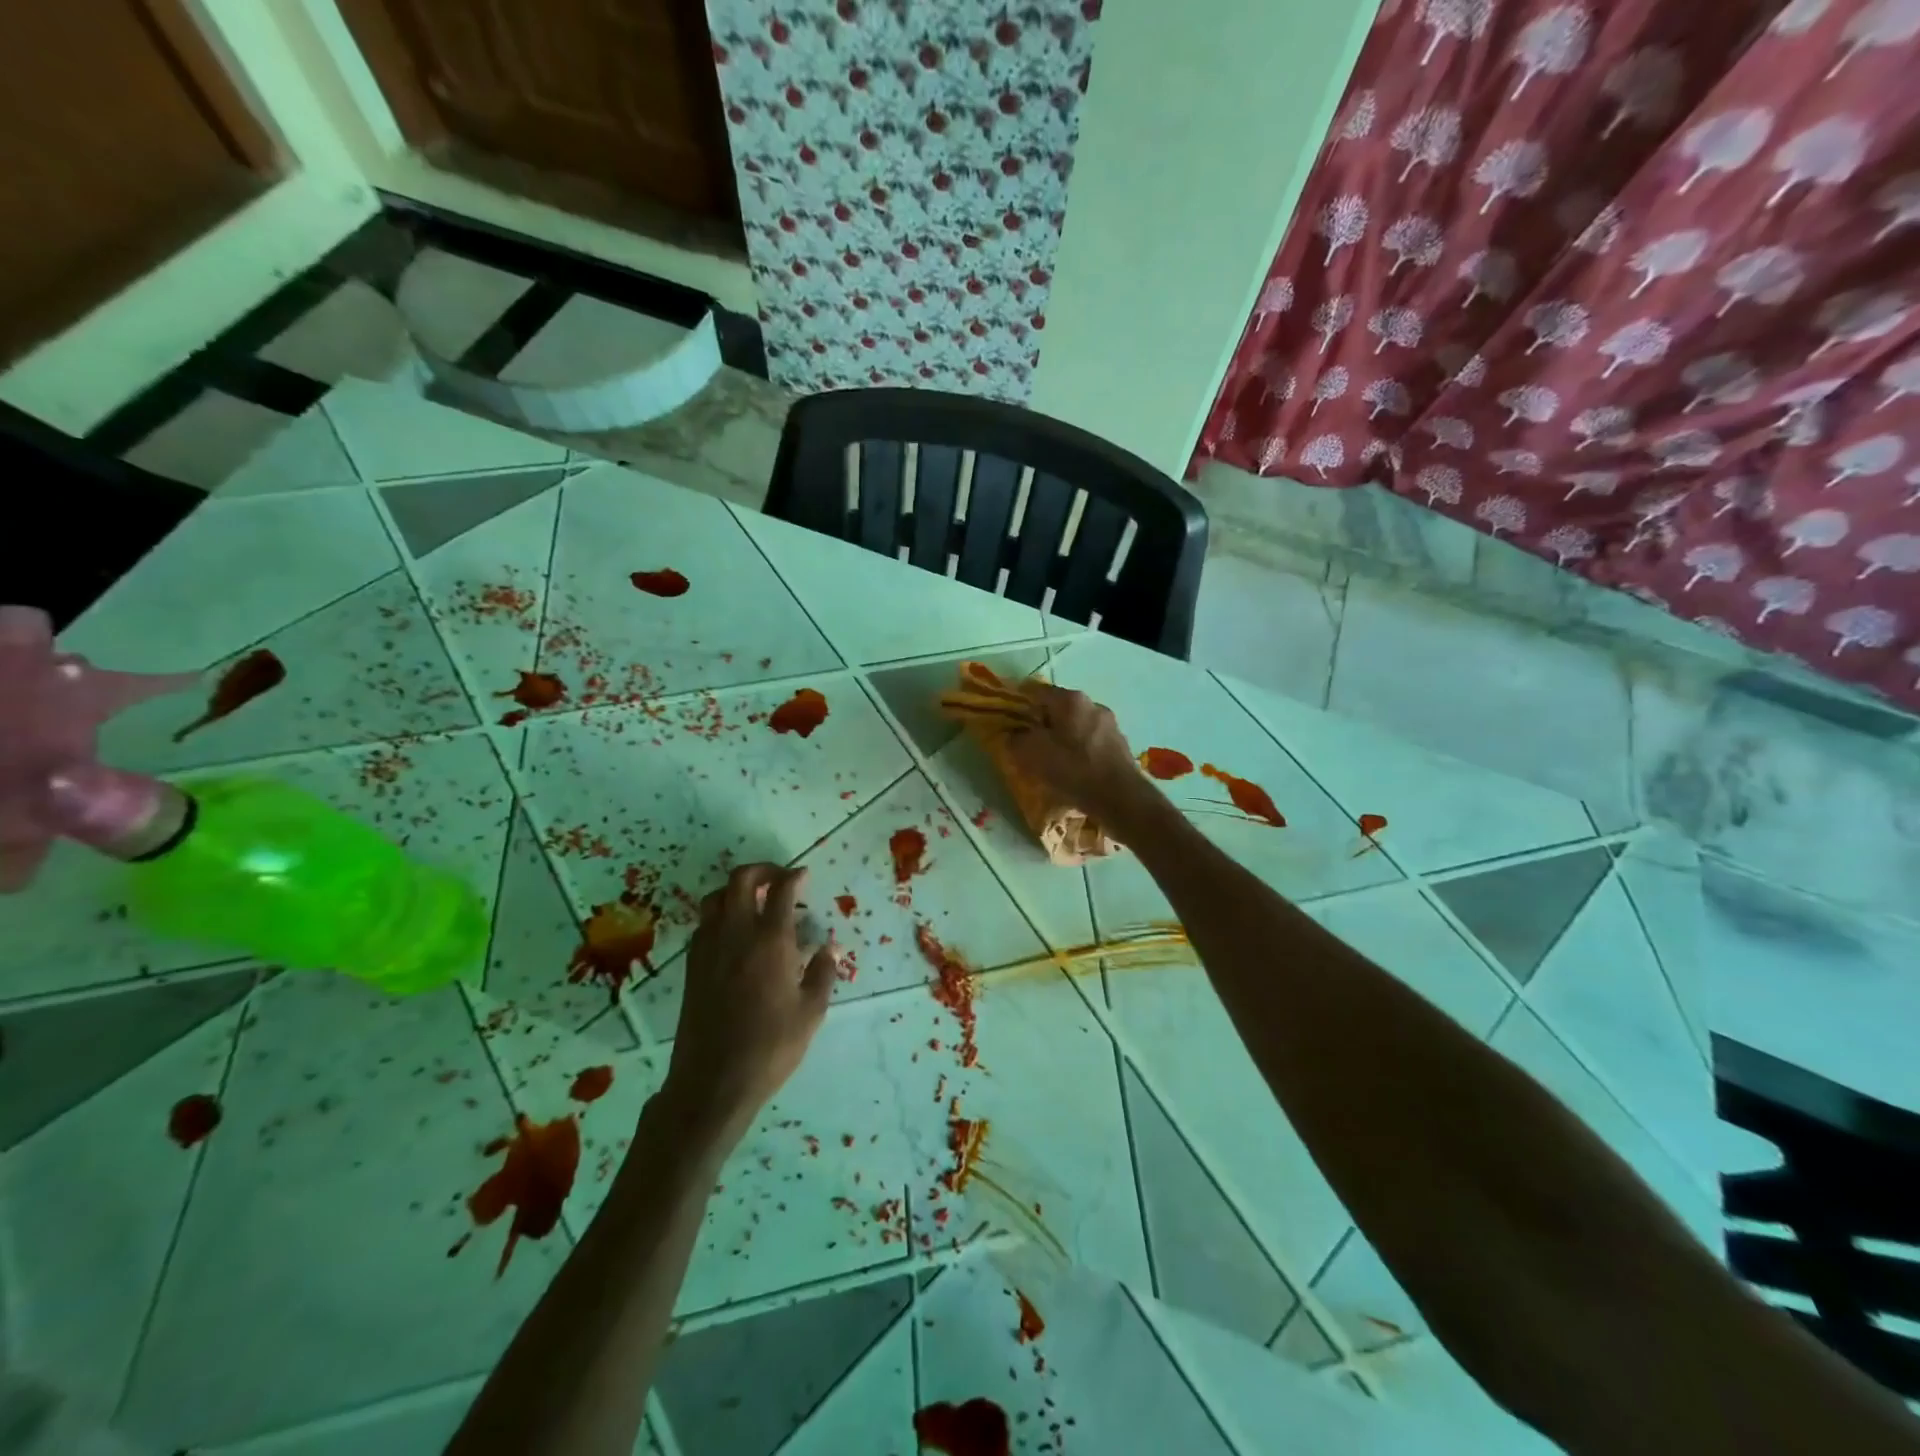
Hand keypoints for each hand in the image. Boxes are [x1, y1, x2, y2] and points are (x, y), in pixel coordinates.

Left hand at [660, 864, 834, 1146]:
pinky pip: (704, 923)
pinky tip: (735, 935)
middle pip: (740, 880)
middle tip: (779, 879)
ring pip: (716, 897)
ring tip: (755, 902)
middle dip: (762, 870)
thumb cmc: (771, 1047)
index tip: (804, 876)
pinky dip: (721, 915)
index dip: (794, 876)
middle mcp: (735, 934)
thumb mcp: (811, 1012)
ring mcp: (708, 948)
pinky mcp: (692, 966)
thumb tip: (829, 948)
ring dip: (736, 890)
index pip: (781, 890)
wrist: (713, 1081)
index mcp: (770, 941)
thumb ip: (822, 973)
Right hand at [1003, 684, 1151, 826]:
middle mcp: (1092, 704)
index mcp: (1070, 700)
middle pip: (1058, 707)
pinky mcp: (1119, 743)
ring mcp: (1109, 723)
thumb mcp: (1033, 755)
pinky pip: (1089, 739)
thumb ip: (1017, 740)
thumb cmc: (1074, 770)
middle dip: (1041, 721)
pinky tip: (1072, 767)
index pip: (1036, 691)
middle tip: (1027, 741)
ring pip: (1075, 724)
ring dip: (1061, 736)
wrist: (1121, 798)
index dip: (1018, 703)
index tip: (1008, 719)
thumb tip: (1013, 734)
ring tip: (1050, 757)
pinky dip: (1077, 748)